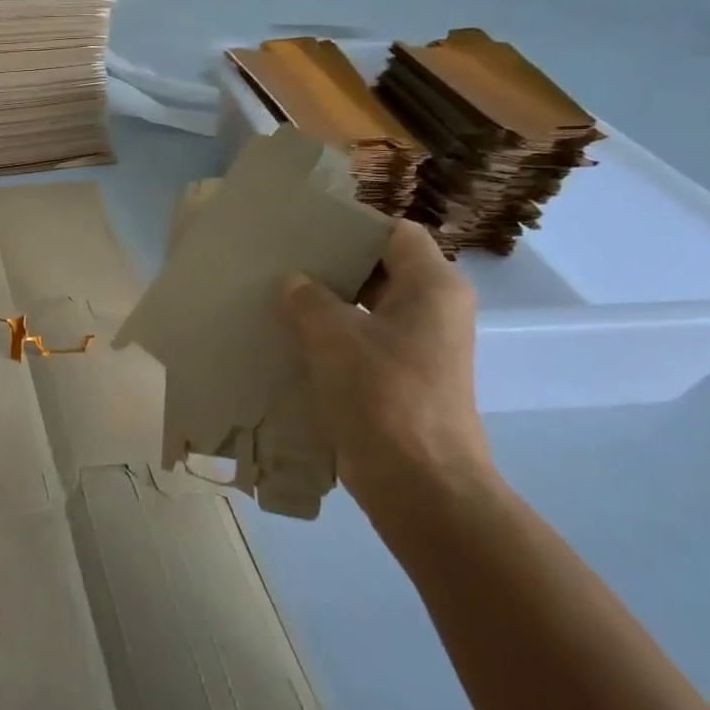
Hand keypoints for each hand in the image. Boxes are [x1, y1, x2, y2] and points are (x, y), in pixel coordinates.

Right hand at [279, 218, 494, 521]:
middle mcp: (433, 310)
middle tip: (281, 260)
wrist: (419, 483)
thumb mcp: (334, 335)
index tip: (306, 229)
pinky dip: (331, 337)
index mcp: (432, 287)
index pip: (395, 233)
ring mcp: (419, 347)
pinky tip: (289, 339)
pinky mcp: (401, 378)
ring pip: (368, 308)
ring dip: (327, 304)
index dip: (352, 227)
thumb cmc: (383, 394)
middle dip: (332, 266)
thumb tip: (294, 282)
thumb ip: (308, 298)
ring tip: (276, 296)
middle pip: (381, 269)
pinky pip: (364, 341)